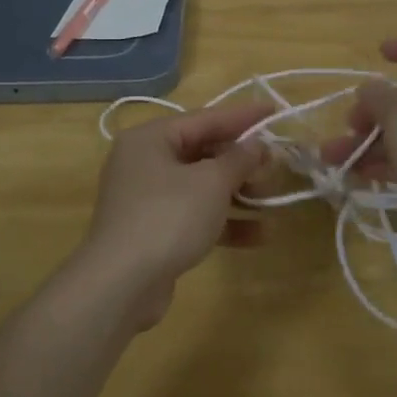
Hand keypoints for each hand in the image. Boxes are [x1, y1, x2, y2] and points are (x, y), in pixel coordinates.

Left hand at [76, 99, 272, 326]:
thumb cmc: (168, 217)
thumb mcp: (212, 183)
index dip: (243, 117)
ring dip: (237, 194)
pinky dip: (222, 221)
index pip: (205, 118)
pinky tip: (257, 235)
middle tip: (275, 167)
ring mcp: (146, 198)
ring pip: (200, 186)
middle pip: (202, 152)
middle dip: (241, 163)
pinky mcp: (152, 230)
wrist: (121, 285)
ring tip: (270, 202)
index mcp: (151, 138)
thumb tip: (257, 145)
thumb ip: (239, 159)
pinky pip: (193, 215)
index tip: (275, 112)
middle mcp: (144, 161)